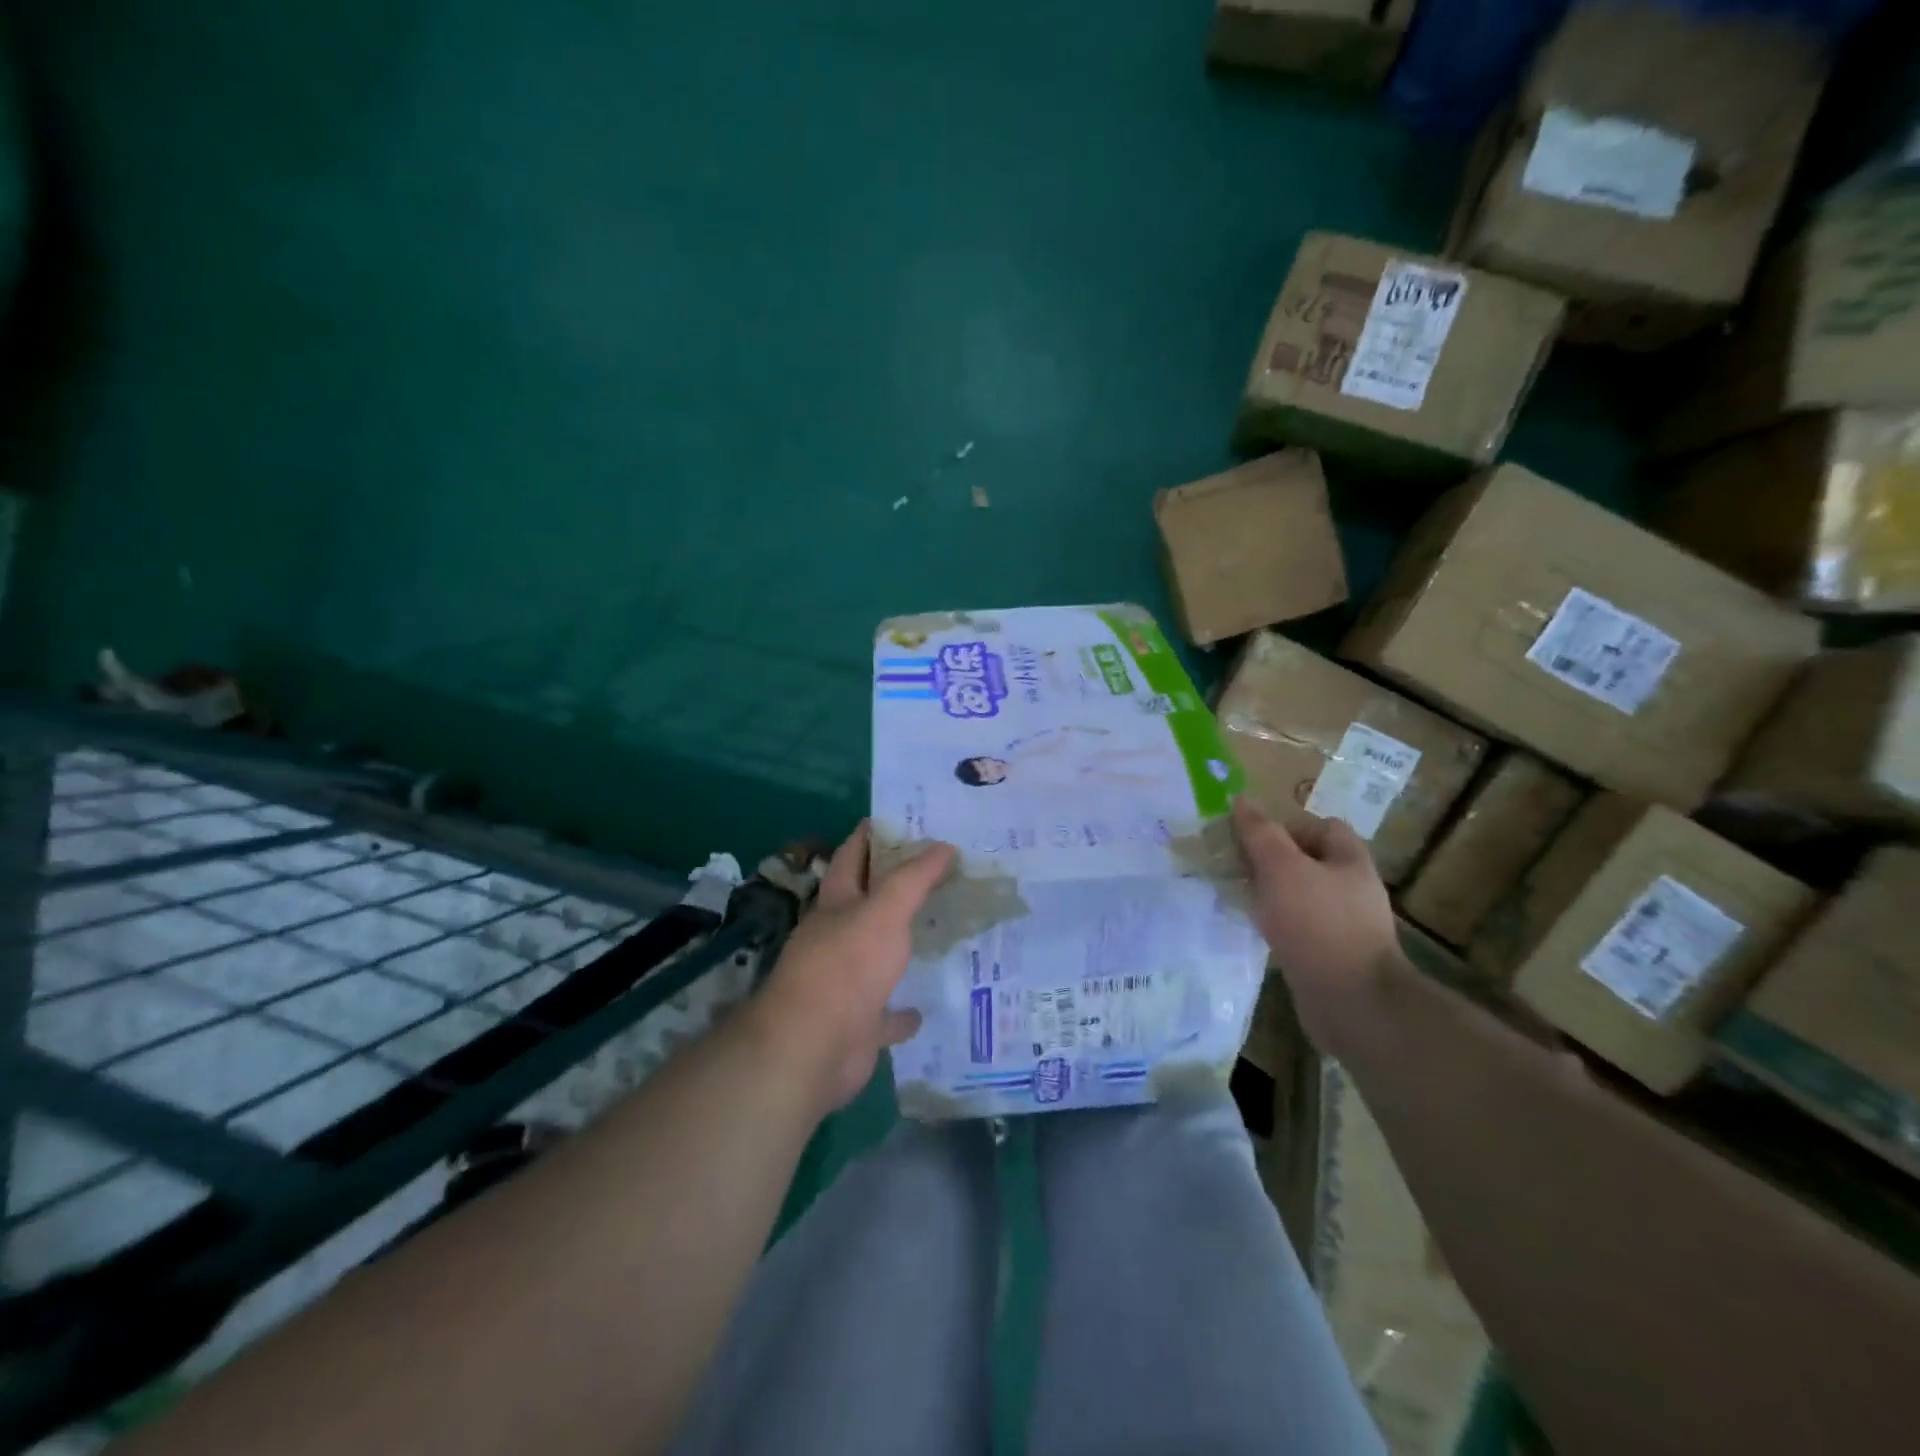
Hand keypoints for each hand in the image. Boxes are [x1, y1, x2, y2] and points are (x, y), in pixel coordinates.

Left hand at [750, 822, 955, 1115]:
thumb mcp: (884, 912)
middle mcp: (836, 938)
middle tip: (938, 873)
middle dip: (893, 888)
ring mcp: (845, 982)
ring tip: (938, 931)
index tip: (901, 820)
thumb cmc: (846, 967)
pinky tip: (923, 1008)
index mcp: (836, 904)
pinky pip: (885, 1014)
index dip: (871, 835)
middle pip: (865, 903)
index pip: (851, 856)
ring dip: (899, 946)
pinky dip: (902, 1011)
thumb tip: (944, 845)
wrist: (812, 1048)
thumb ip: (914, 879)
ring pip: (876, 956)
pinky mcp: (857, 1024)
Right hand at [1232, 798, 1397, 1051]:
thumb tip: (1240, 801)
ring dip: (1270, 893)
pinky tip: (1256, 930)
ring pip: (1299, 894)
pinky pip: (1299, 926)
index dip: (1283, 826)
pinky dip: (1277, 924)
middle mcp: (1352, 887)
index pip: (1318, 826)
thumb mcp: (1281, 868)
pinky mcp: (1332, 954)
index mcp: (1349, 859)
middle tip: (1236, 868)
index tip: (1249, 841)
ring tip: (1239, 899)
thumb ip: (1260, 834)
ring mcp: (1344, 923)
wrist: (1352, 1002)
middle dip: (1270, 861)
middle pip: (1306, 860)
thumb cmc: (1317, 924)